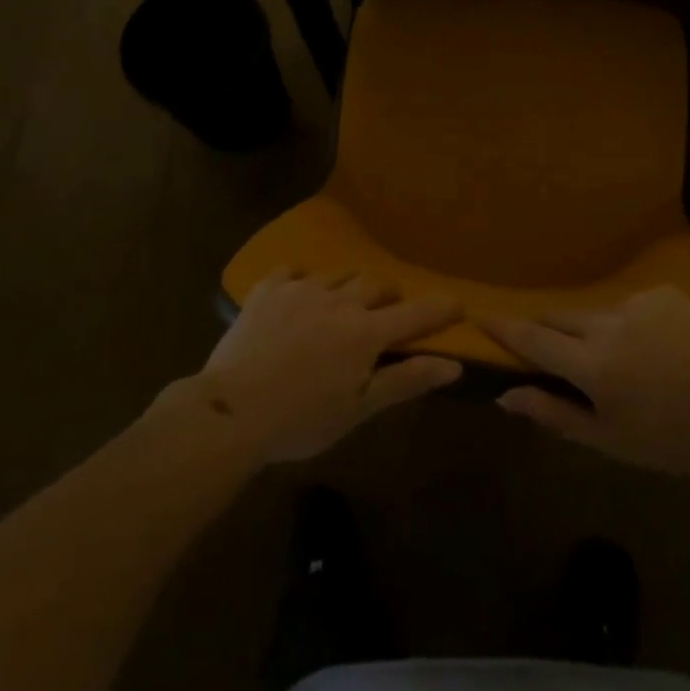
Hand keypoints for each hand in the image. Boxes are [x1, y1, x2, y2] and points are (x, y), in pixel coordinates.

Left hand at [194, 269, 462, 463]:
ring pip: (338, 275)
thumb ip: (405, 380)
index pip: (415, 313)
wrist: (231, 411)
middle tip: (385, 314)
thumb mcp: (359, 409)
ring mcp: (301, 289)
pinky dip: (303, 280)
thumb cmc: (301, 419)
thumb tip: (453, 364)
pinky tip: (298, 294)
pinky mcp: (268, 288)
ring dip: (349, 287)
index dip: (440, 308)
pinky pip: (293, 270)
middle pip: (376, 284)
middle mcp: (339, 300)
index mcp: (366, 332)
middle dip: (388, 296)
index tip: (458, 303)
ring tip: (341, 306)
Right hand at [481, 286, 689, 478]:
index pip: (532, 339)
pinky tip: (653, 347)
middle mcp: (607, 323)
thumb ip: (554, 413)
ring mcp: (637, 302)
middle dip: (544, 329)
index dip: (503, 328)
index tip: (480, 317)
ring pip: (594, 312)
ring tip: (616, 358)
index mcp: (592, 364)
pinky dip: (627, 323)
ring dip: (591, 331)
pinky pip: (629, 305)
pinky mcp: (663, 293)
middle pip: (557, 317)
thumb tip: (506, 396)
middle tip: (546, 348)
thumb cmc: (672, 440)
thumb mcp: (609, 439)